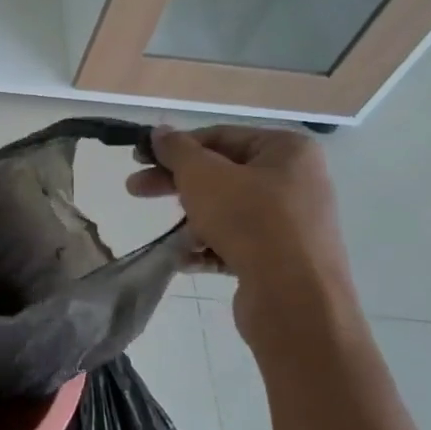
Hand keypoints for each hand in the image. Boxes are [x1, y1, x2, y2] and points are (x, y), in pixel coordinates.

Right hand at [128, 125, 355, 339]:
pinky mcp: (283, 257)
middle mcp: (295, 180)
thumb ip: (177, 150)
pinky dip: (209, 248)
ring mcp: (291, 221)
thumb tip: (160, 132)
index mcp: (286, 150)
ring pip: (226, 210)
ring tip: (171, 239)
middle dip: (176, 184)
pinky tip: (186, 260)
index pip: (219, 136)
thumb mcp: (202, 176)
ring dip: (192, 222)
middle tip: (135, 189)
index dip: (175, 146)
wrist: (294, 297)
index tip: (138, 159)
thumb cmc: (249, 221)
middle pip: (221, 174)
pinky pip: (237, 242)